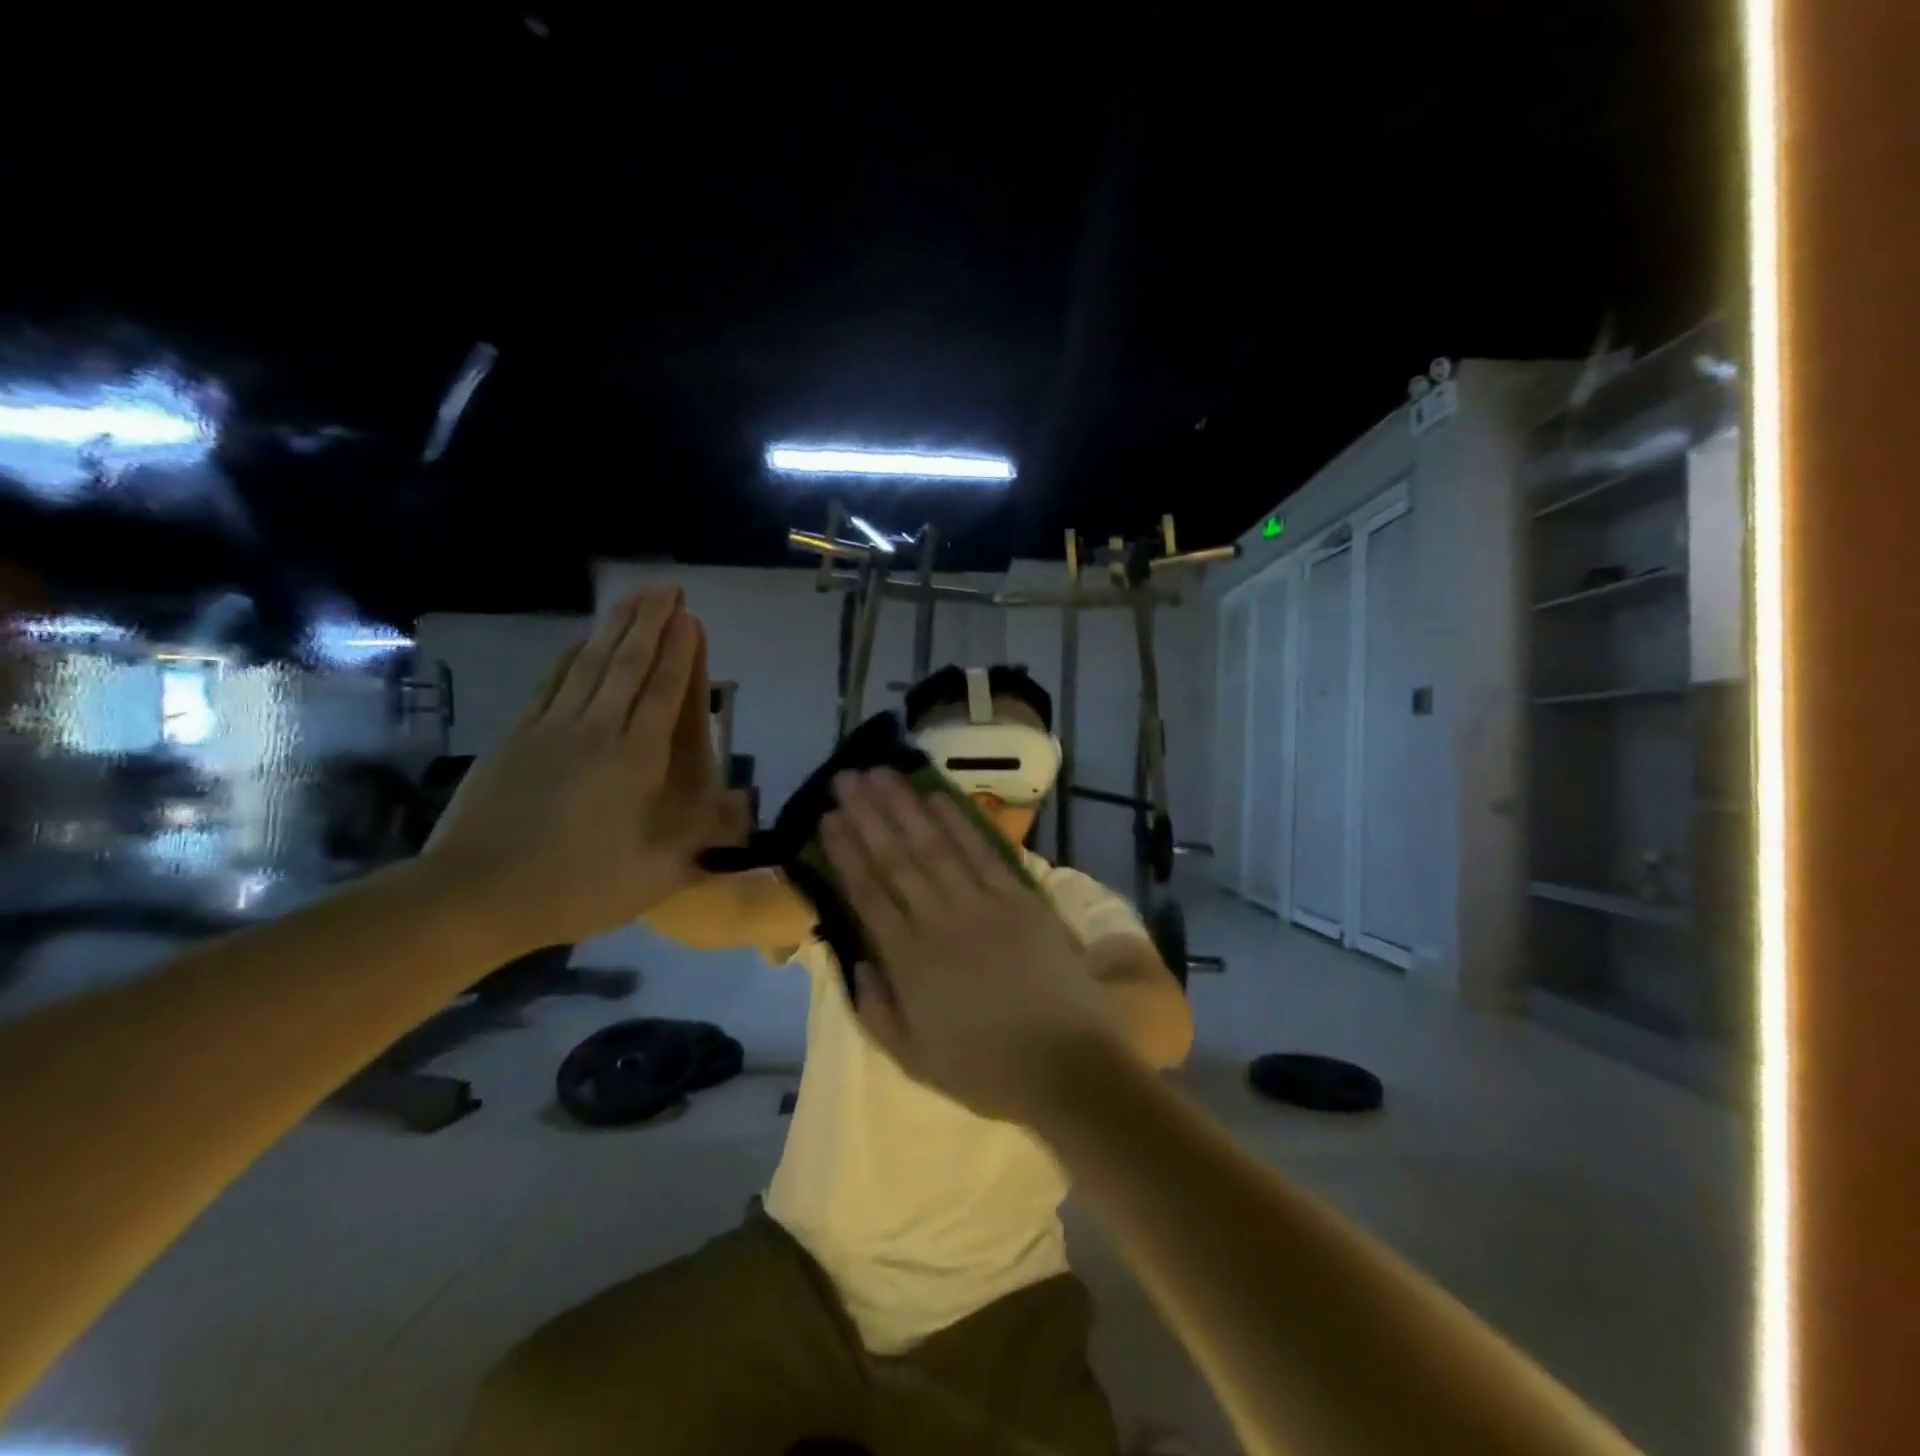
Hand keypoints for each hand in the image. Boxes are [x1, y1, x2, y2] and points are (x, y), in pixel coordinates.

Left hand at [421, 587, 734, 951]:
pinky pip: (551, 684)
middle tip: (667, 586)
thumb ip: (702, 835)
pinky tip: (579, 642)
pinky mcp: (516, 737)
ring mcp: (551, 729)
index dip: (679, 652)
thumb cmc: (575, 887)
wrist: (473, 895)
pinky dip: (570, 657)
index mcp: (634, 760)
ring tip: (633, 597)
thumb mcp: (655, 875)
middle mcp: (596, 731)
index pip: (663, 693)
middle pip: (627, 665)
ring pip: (590, 665)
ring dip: (614, 627)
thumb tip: (746, 803)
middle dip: (651, 622)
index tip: (690, 616)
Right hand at [819, 769, 1132, 1123]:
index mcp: (908, 963)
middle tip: (845, 779)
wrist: (1067, 1066)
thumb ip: (877, 1010)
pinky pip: (982, 852)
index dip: (845, 853)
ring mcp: (982, 905)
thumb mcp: (914, 1060)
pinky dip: (958, 822)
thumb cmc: (987, 1069)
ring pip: (933, 846)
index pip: (868, 895)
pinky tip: (936, 797)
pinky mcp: (1019, 899)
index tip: (827, 819)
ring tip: (880, 774)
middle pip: (896, 859)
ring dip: (904, 807)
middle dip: (867, 815)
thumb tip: (856, 960)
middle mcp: (938, 922)